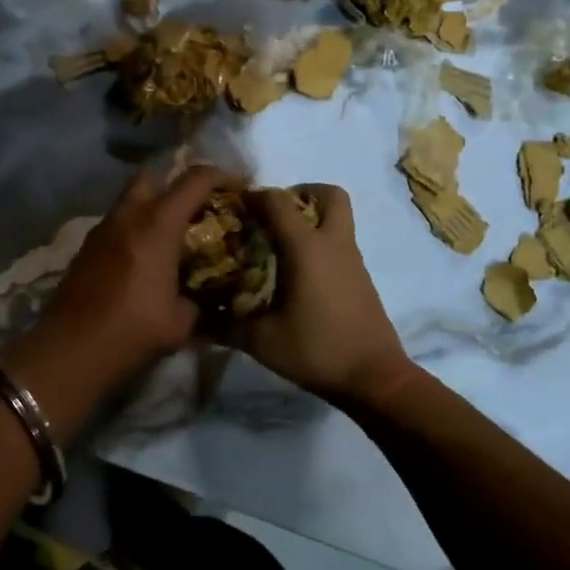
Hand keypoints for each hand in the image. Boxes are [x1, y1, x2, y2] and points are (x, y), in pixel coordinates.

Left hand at [30, 164, 238, 389]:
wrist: (71, 350)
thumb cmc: (132, 331)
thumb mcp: (181, 322)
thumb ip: (198, 300)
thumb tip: (202, 297)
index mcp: (157, 224)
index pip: (195, 180)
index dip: (221, 176)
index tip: (238, 185)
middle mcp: (128, 216)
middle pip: (155, 176)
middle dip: (178, 183)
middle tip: (197, 207)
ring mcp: (102, 229)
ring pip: (131, 199)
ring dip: (153, 206)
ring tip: (172, 234)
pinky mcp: (87, 247)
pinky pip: (117, 223)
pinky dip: (134, 228)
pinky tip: (144, 257)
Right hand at [231, 185, 417, 405]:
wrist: (373, 377)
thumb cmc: (316, 350)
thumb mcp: (262, 341)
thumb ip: (226, 325)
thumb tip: (195, 319)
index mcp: (307, 248)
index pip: (278, 201)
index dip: (254, 196)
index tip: (235, 208)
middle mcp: (333, 243)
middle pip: (328, 194)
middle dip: (301, 193)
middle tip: (275, 215)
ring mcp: (352, 259)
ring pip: (337, 218)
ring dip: (311, 219)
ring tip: (279, 246)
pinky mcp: (361, 277)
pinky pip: (340, 242)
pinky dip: (320, 243)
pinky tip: (297, 274)